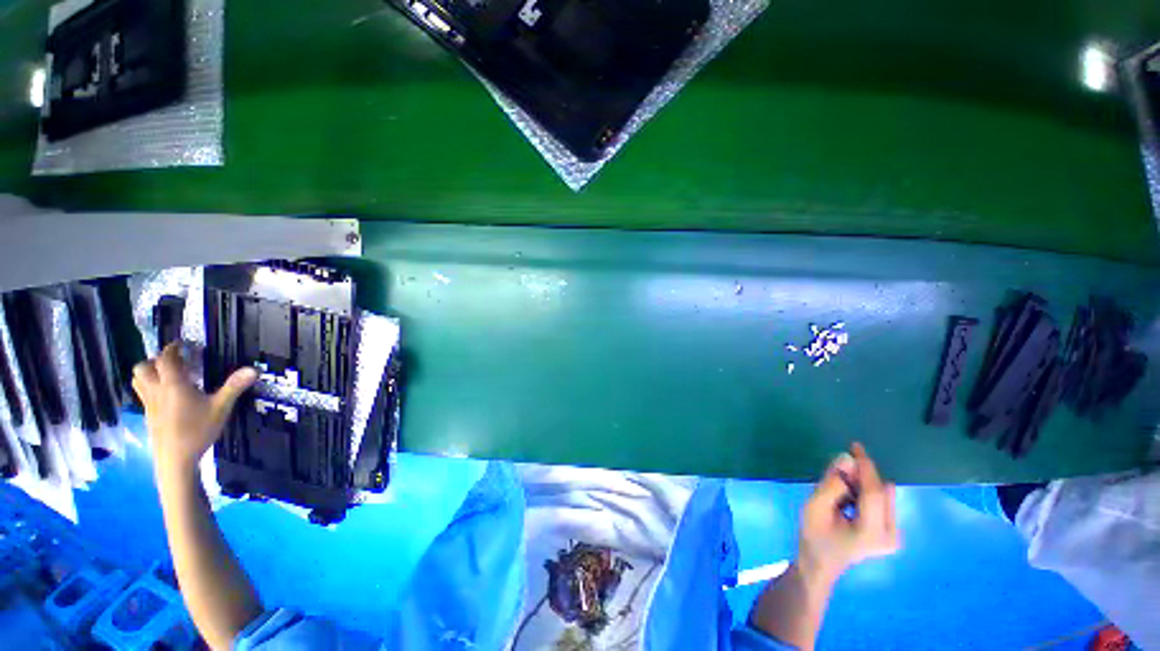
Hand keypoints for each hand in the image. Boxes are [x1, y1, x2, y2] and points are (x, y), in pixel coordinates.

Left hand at [132, 343, 256, 477]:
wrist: (175, 460)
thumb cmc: (198, 431)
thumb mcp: (221, 408)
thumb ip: (234, 387)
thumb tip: (254, 369)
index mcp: (173, 385)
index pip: (166, 359)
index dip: (172, 348)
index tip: (182, 344)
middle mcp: (156, 390)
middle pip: (143, 367)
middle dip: (155, 360)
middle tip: (173, 361)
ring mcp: (149, 404)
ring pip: (138, 380)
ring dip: (148, 372)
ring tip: (165, 375)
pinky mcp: (148, 415)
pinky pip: (142, 394)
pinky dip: (150, 387)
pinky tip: (165, 396)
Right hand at [797, 442, 900, 584]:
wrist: (821, 563)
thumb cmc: (814, 535)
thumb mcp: (814, 506)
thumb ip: (831, 483)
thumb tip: (846, 457)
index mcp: (872, 532)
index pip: (874, 492)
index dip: (865, 467)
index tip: (854, 445)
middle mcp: (891, 534)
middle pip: (882, 491)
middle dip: (861, 476)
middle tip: (836, 474)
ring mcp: (895, 534)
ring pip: (883, 493)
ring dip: (862, 484)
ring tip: (839, 492)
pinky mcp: (893, 531)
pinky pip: (882, 500)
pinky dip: (865, 492)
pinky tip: (849, 499)